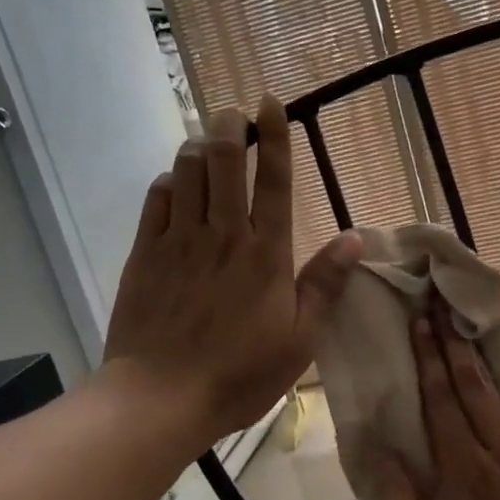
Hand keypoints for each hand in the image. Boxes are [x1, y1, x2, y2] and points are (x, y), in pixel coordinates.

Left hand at [103, 99, 360, 450]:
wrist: (161, 397)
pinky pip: (155, 199)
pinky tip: (175, 182)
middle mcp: (222, 234)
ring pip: (186, 171)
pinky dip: (168, 180)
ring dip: (198, 146)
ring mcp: (178, 240)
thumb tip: (355, 237)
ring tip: (207, 141)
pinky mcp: (144, 254)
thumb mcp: (300, 339)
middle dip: (230, 126)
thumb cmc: (240, 374)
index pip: (273, 179)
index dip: (274, 135)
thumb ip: (325, 284)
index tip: (271, 102)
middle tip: (234, 113)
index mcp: (266, 253)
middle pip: (224, 160)